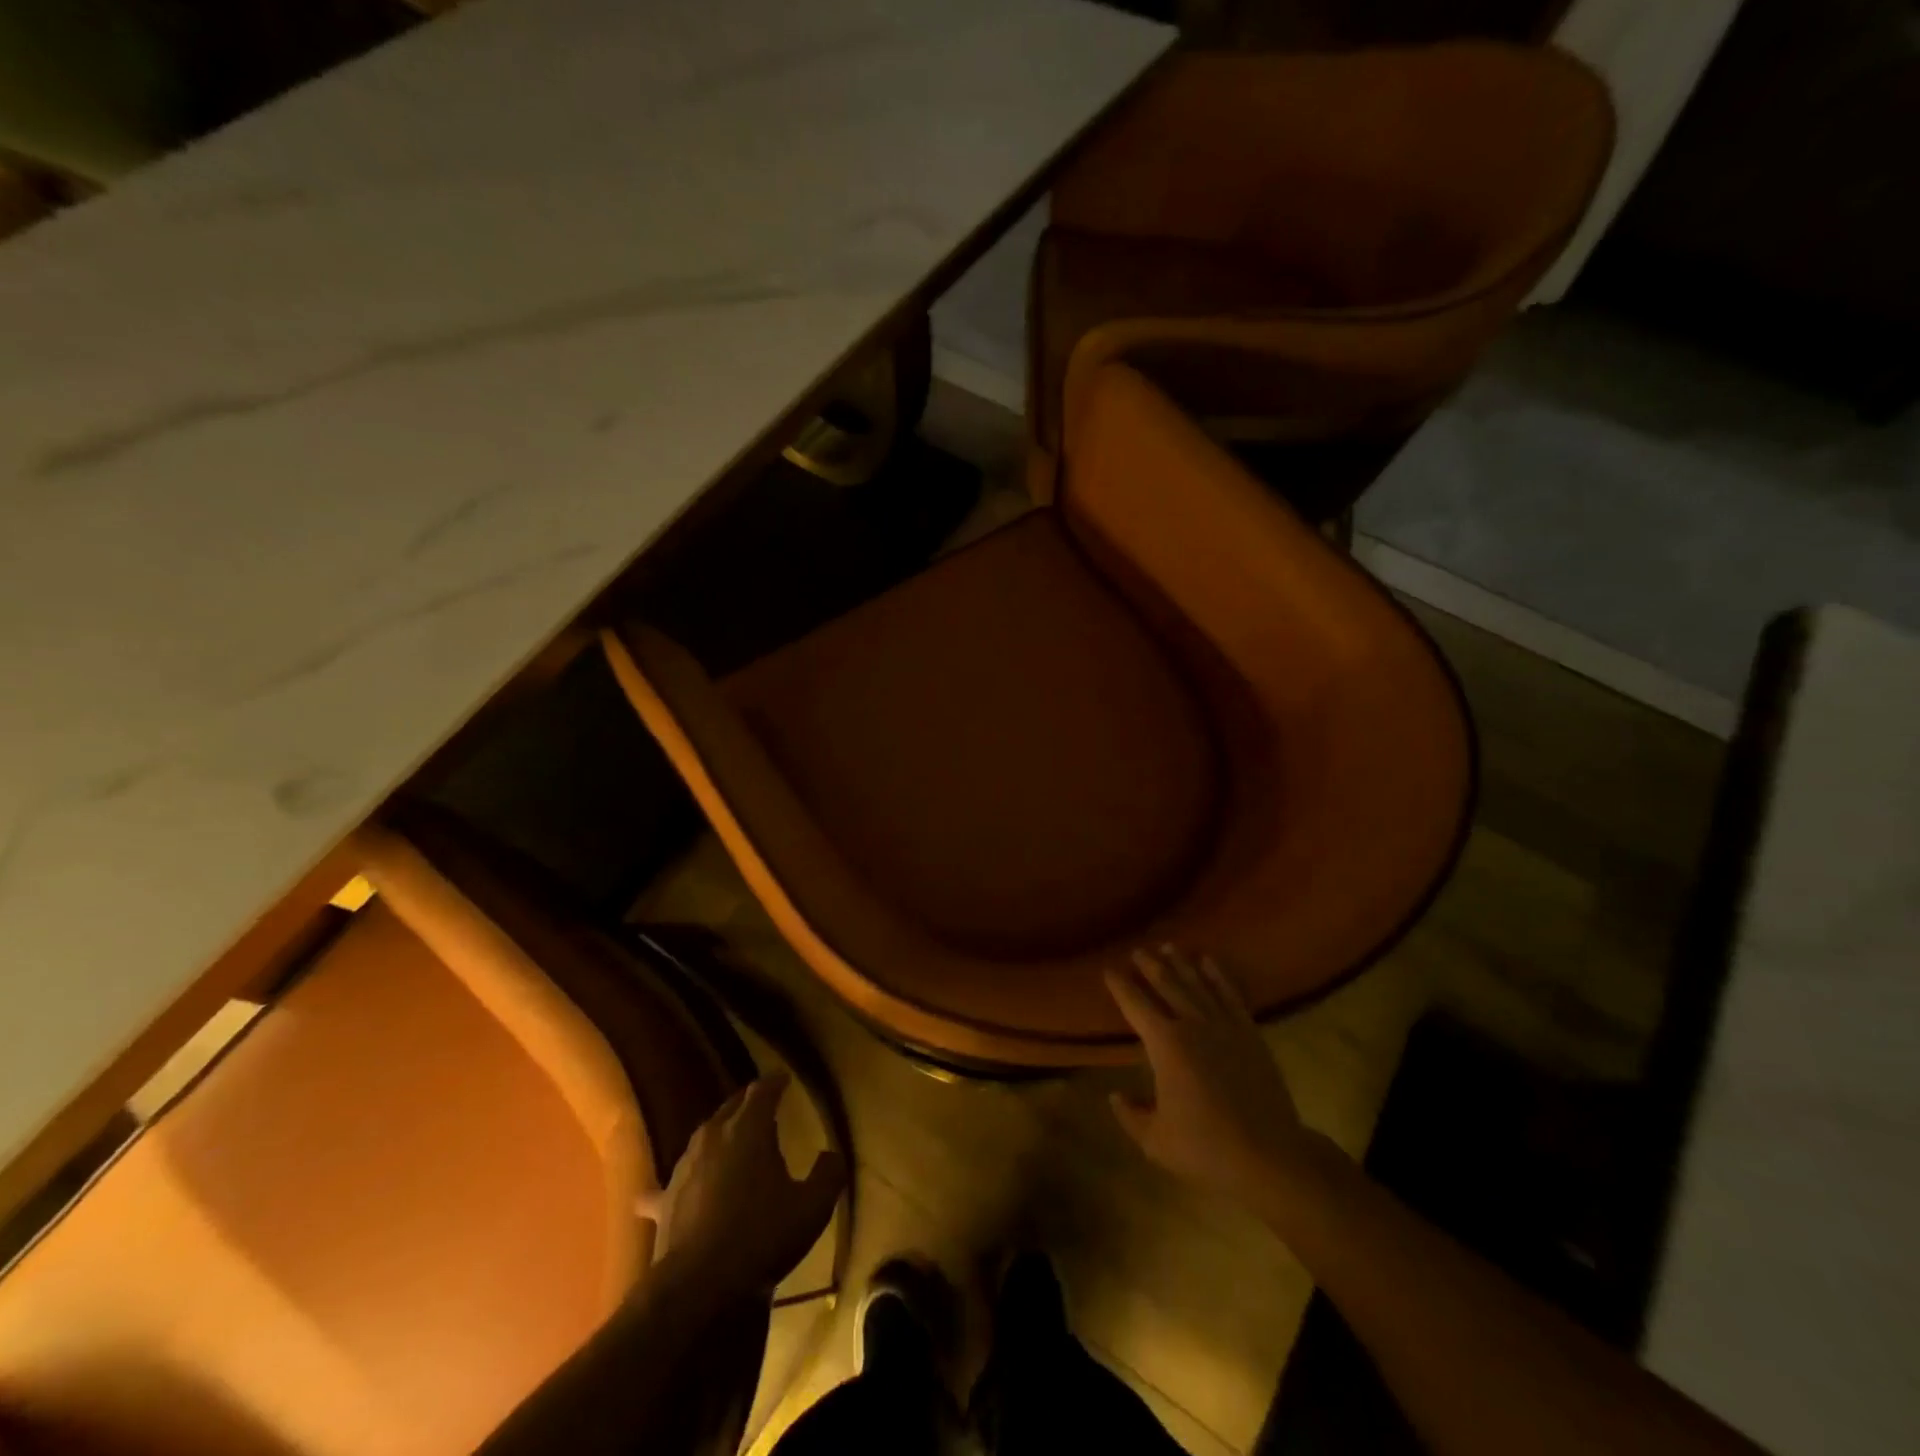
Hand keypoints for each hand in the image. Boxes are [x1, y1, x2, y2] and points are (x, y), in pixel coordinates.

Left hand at [639, 1073, 843, 1305]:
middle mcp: (714, 1137)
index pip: (762, 1091)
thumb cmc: (762, 1236)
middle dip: (747, 1102)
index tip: (783, 1078)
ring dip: (719, 1133)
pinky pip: (668, 1185)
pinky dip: (675, 1183)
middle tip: (761, 1103)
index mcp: (750, 1129)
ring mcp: (684, 1168)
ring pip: (703, 1137)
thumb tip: (832, 1155)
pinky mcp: (665, 1202)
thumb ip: (829, 1174)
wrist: (699, 1286)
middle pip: (731, 1107)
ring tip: (730, 1136)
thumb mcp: (812, 1207)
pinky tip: (662, 1190)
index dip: (775, 1082)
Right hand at [1107, 946, 1322, 1204]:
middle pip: (1166, 984)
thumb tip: (1115, 1095)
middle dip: (1149, 965)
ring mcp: (1224, 1025)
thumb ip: (1130, 1115)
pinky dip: (1218, 974)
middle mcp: (1192, 1024)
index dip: (1120, 985)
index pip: (1135, 1004)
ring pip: (1197, 983)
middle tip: (1137, 950)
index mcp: (1164, 1044)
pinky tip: (1209, 961)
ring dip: (1181, 963)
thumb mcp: (1155, 1141)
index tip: (1108, 969)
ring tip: (1168, 946)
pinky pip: (1230, 994)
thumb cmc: (1206, 1148)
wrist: (1270, 1155)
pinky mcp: (1249, 1033)